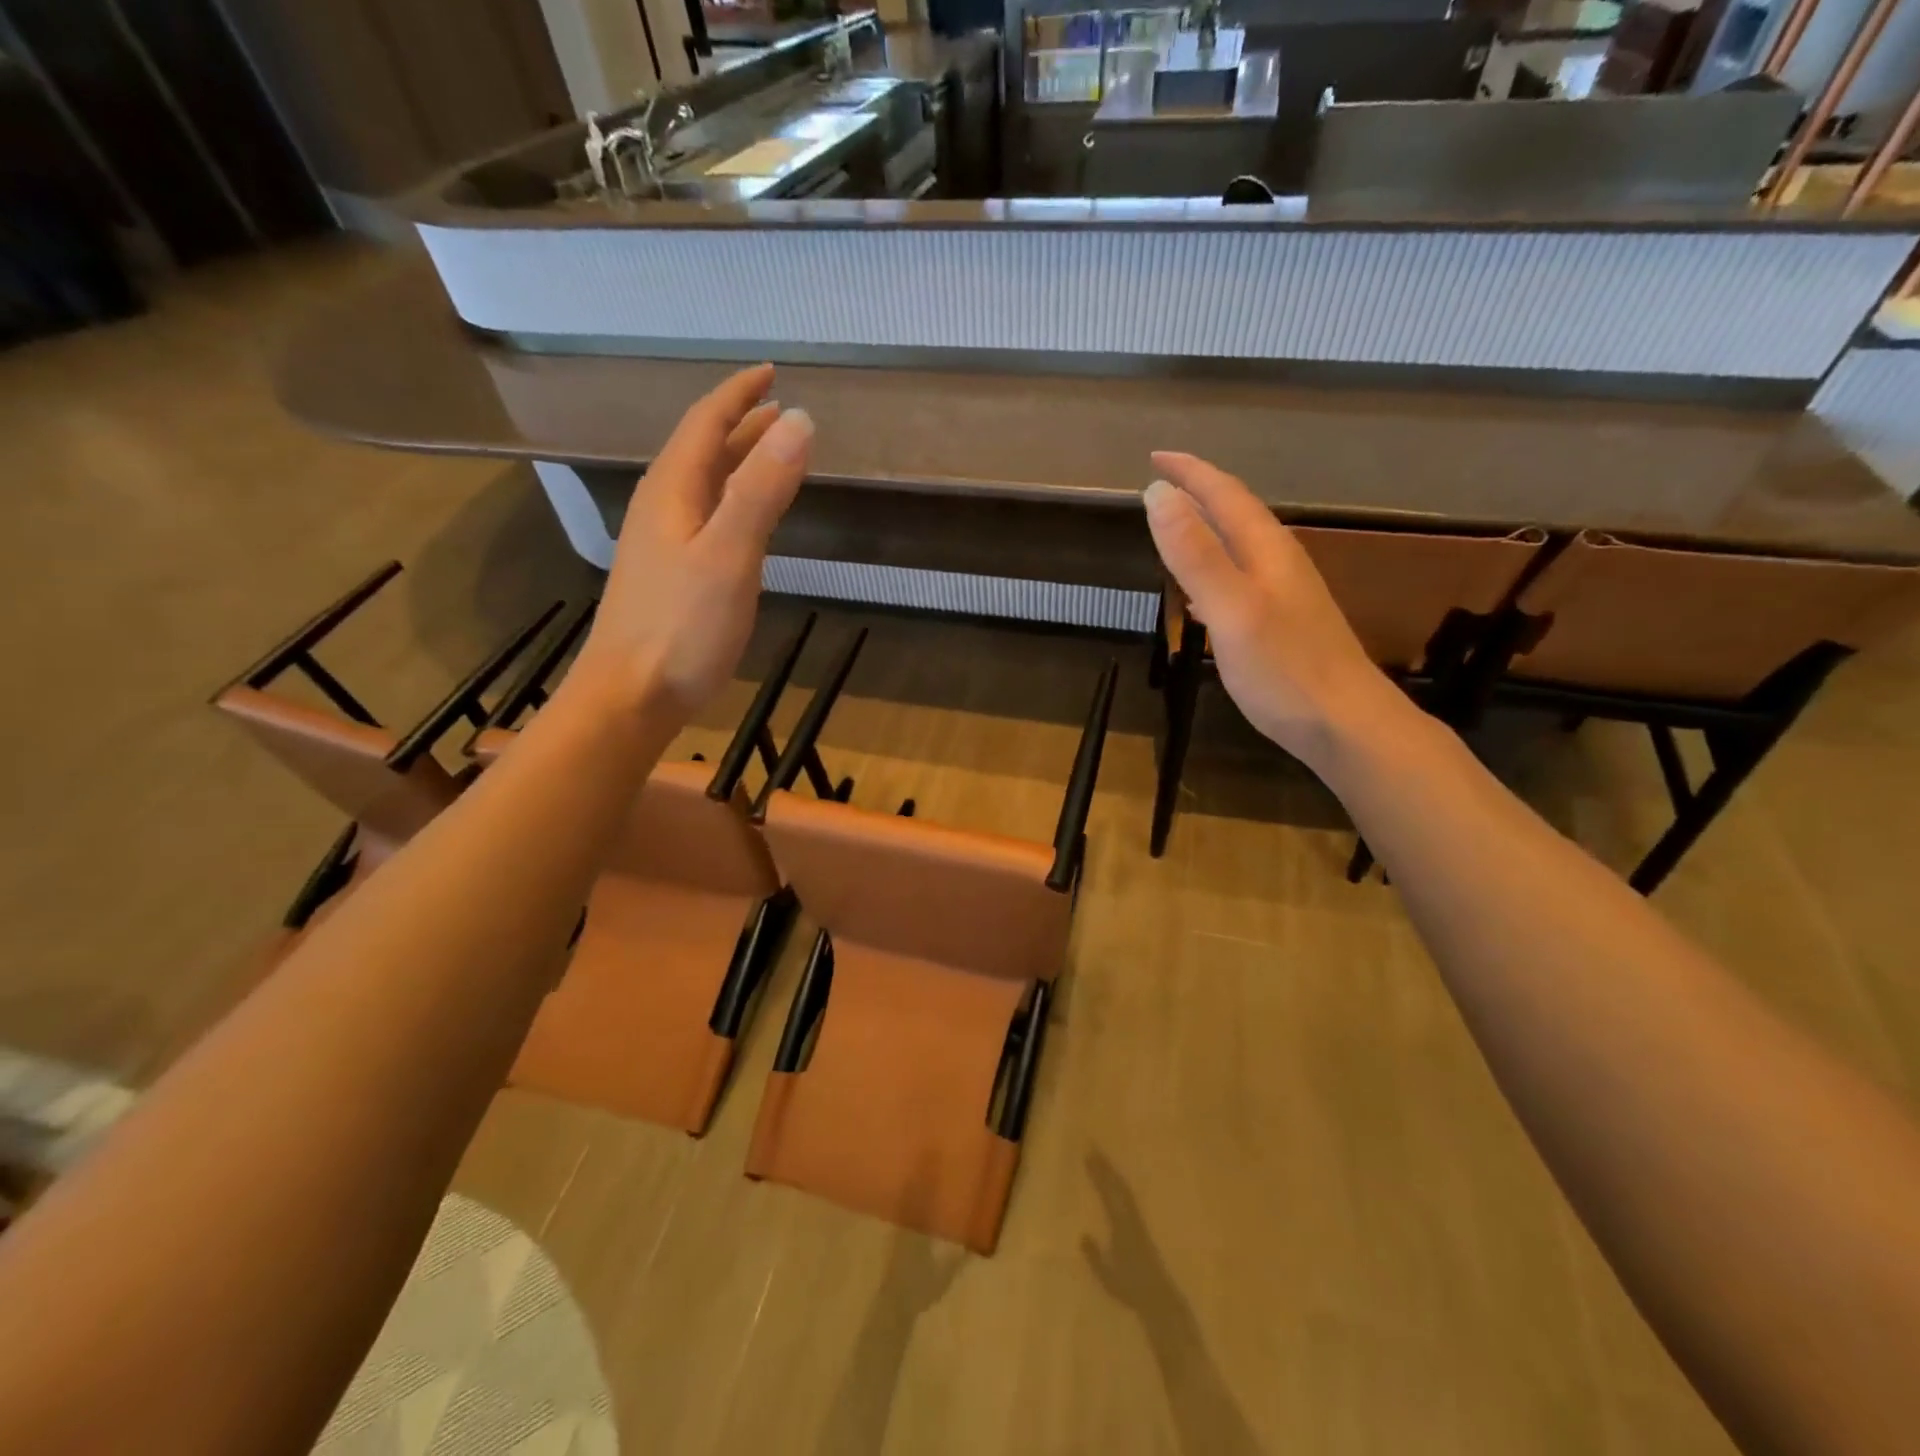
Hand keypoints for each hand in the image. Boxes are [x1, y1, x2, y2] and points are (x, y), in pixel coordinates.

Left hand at [572, 364, 810, 719]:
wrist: (630, 695)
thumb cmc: (682, 627)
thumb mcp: (729, 554)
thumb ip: (762, 490)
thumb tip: (799, 421)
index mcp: (672, 491)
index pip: (705, 423)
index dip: (738, 395)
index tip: (771, 374)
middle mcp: (662, 507)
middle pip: (702, 451)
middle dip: (740, 425)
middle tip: (780, 410)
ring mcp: (663, 544)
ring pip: (703, 485)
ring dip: (737, 462)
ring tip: (772, 453)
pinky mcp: (671, 575)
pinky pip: (706, 517)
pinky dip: (733, 500)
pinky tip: (747, 519)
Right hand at [1143, 451, 1395, 771]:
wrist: (1347, 725)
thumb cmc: (1285, 670)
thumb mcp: (1231, 609)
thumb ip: (1195, 554)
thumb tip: (1158, 492)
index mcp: (1266, 551)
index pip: (1224, 495)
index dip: (1190, 472)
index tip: (1155, 454)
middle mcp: (1279, 563)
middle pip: (1237, 514)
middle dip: (1199, 492)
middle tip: (1163, 482)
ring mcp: (1285, 595)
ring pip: (1240, 547)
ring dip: (1206, 531)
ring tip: (1176, 528)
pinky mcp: (1283, 625)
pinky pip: (1240, 581)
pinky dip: (1214, 573)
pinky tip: (1200, 597)